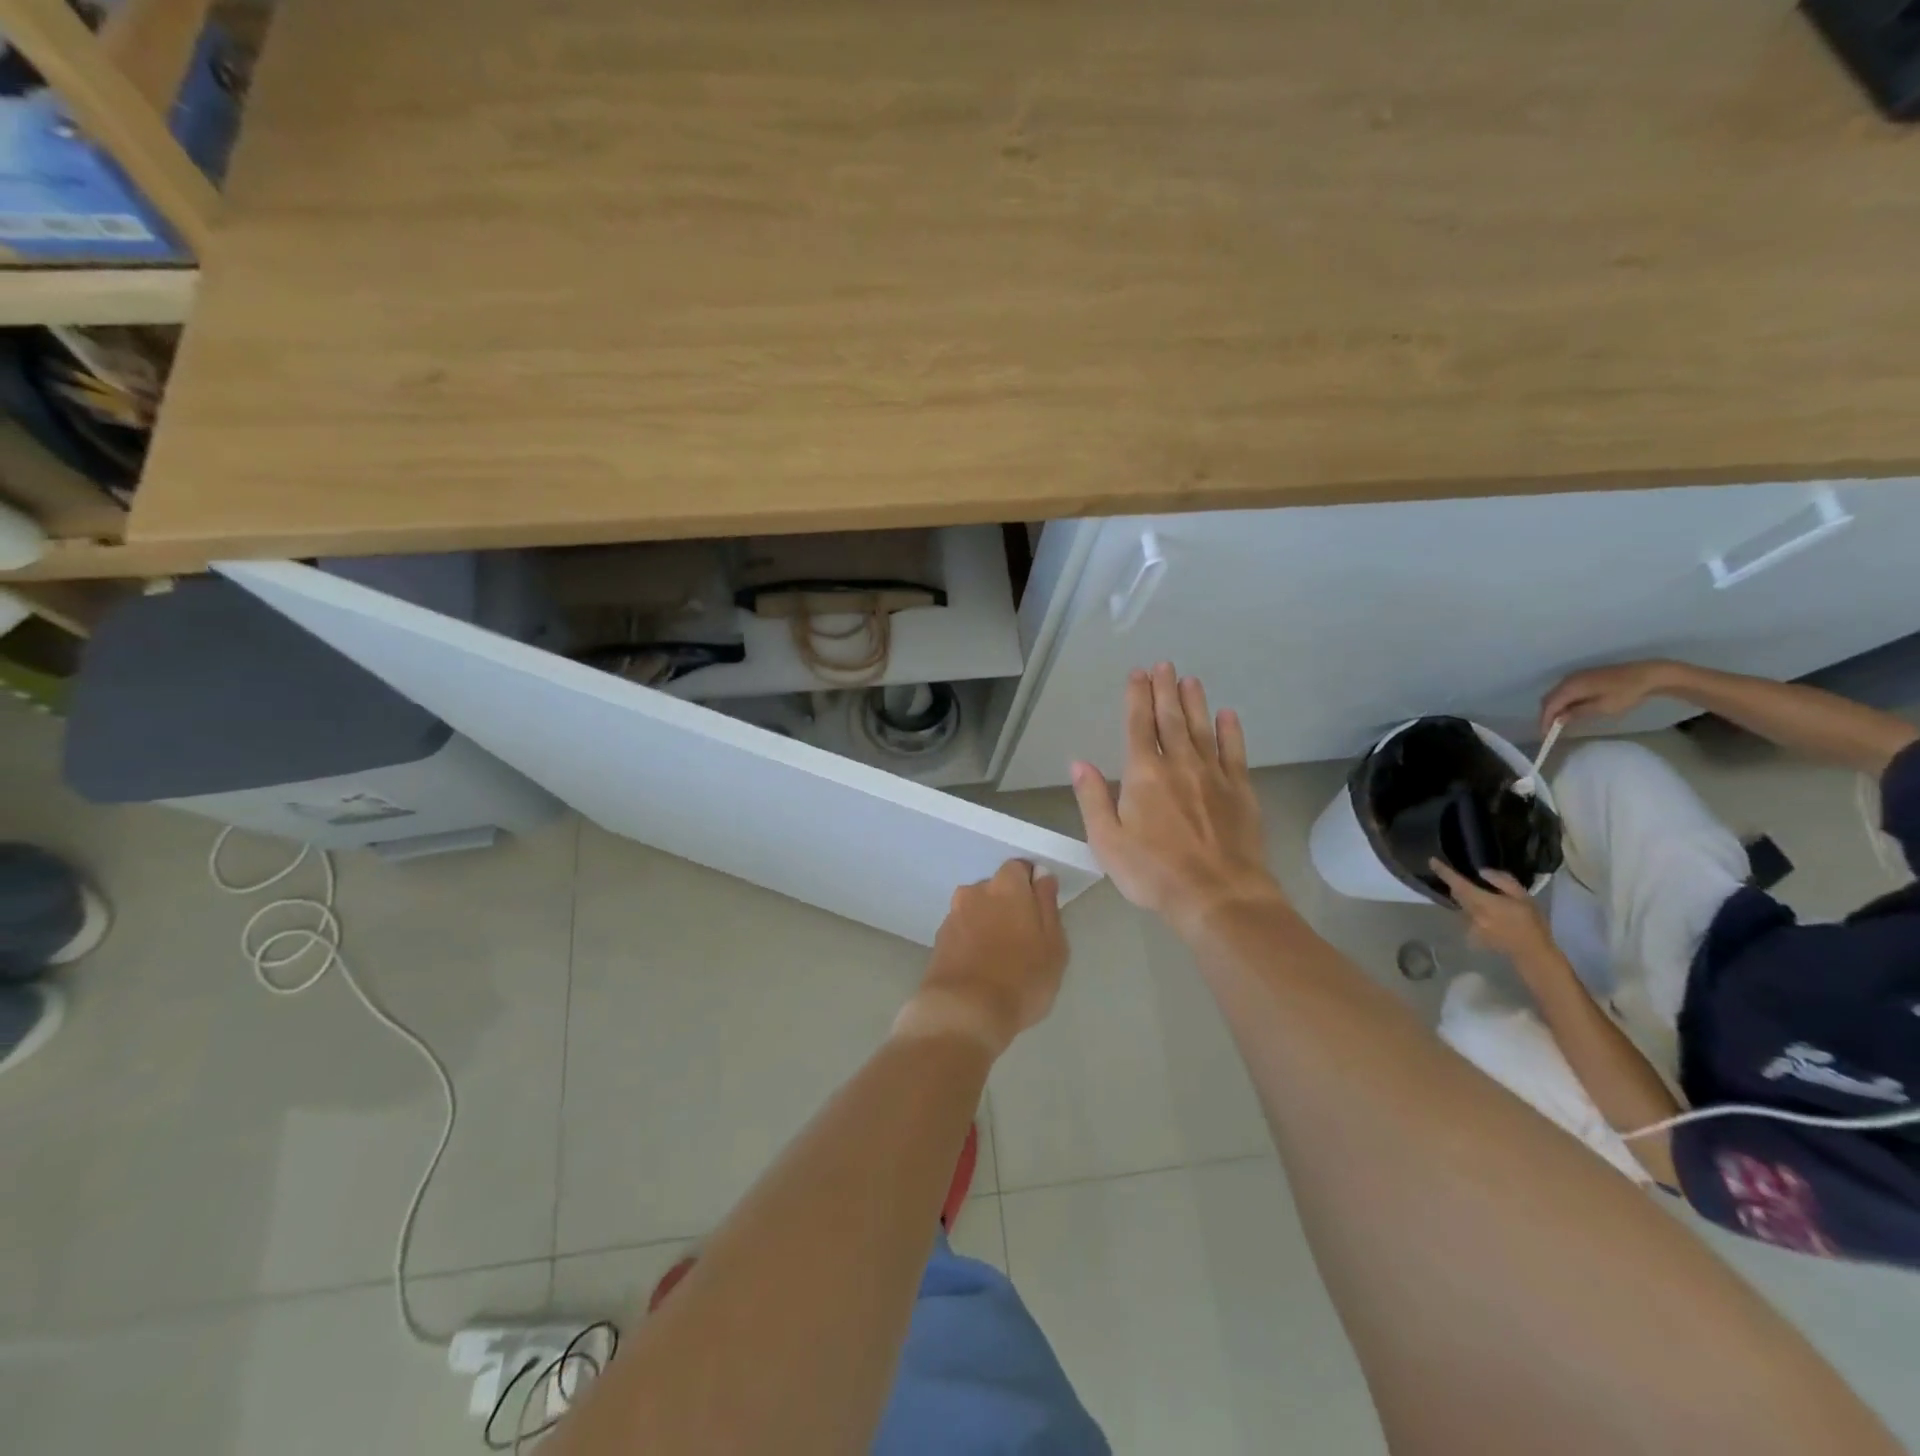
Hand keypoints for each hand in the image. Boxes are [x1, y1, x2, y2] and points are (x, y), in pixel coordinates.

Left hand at [901, 860, 1067, 1057]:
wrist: (963, 1012)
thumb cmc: (1020, 979)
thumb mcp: (1053, 945)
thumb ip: (1047, 904)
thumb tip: (1042, 876)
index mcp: (1006, 886)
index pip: (1019, 868)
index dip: (1031, 886)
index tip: (1040, 912)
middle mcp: (975, 892)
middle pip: (996, 889)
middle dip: (1008, 905)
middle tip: (1024, 939)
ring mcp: (952, 915)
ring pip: (977, 910)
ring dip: (988, 924)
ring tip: (1001, 958)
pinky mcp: (938, 940)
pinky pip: (963, 931)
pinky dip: (972, 941)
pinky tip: (981, 967)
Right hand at [1070, 663, 1279, 939]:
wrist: (1218, 895)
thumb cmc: (1154, 872)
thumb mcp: (1107, 842)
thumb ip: (1093, 799)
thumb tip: (1080, 763)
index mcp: (1143, 775)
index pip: (1138, 726)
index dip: (1136, 698)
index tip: (1137, 674)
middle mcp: (1179, 765)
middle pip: (1170, 719)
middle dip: (1164, 690)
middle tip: (1163, 665)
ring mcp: (1213, 775)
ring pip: (1201, 728)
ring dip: (1194, 702)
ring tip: (1190, 679)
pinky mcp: (1240, 790)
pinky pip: (1234, 752)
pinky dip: (1230, 731)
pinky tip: (1227, 715)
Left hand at [1429, 859, 1558, 966]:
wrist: (1532, 953)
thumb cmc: (1531, 923)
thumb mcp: (1523, 897)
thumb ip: (1502, 881)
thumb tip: (1481, 871)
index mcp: (1482, 902)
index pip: (1457, 883)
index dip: (1443, 872)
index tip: (1432, 861)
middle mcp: (1471, 914)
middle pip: (1457, 895)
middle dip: (1457, 886)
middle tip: (1464, 879)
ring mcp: (1470, 926)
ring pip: (1461, 907)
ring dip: (1467, 901)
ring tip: (1483, 900)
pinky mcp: (1472, 936)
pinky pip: (1467, 919)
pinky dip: (1473, 914)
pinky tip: (1488, 918)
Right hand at [1539, 660, 1679, 732]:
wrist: (1648, 674)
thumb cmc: (1626, 693)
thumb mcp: (1602, 707)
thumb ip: (1577, 713)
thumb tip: (1558, 719)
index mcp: (1570, 687)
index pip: (1549, 705)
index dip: (1545, 721)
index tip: (1545, 735)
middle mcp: (1568, 680)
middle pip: (1549, 699)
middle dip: (1547, 715)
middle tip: (1550, 730)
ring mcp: (1575, 677)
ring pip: (1556, 695)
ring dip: (1554, 708)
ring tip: (1558, 722)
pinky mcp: (1583, 677)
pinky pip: (1565, 691)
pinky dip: (1562, 702)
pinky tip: (1569, 710)